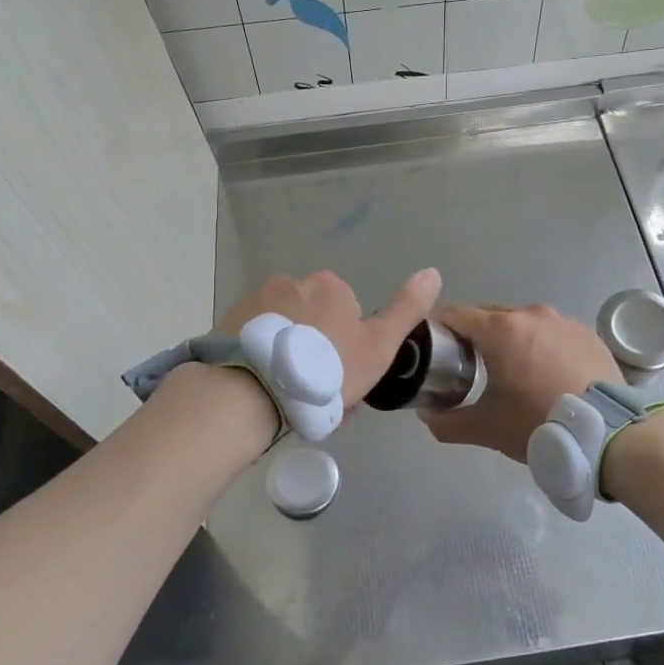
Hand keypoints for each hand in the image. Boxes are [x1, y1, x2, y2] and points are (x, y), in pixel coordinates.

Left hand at [217, 268, 441, 408]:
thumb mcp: (378, 346)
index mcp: (332, 286)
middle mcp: (294, 281)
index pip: (348, 314)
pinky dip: (260, 355)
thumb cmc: (326, 370)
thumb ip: (406, 309)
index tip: (343, 377)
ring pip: (284, 328)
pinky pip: (255, 337)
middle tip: (315, 390)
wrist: (254, 391)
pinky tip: (261, 384)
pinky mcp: (230, 319)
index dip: (349, 348)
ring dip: (287, 351)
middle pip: (314, 318)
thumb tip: (433, 272)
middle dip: (316, 347)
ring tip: (285, 392)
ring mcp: (258, 298)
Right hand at [419, 303, 620, 461]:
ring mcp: (563, 321)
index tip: (432, 348)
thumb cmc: (539, 424)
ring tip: (512, 373)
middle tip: (467, 366)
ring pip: (523, 324)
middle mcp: (530, 314)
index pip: (455, 314)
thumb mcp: (487, 428)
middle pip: (489, 316)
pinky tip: (547, 376)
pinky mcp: (587, 335)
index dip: (438, 328)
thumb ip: (448, 422)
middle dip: (473, 336)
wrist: (610, 434)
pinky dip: (541, 348)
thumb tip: (426, 416)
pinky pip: (552, 334)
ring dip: (510, 341)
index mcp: (500, 329)